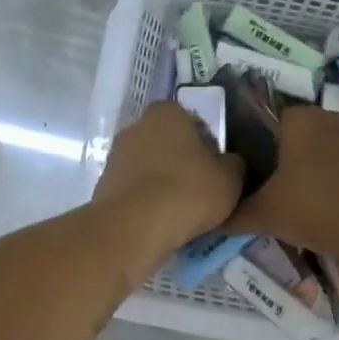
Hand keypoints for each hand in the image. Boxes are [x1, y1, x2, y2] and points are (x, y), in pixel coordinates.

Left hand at [92, 101, 245, 257]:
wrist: (134, 227)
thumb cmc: (187, 191)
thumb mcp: (230, 178)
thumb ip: (234, 164)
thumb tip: (229, 164)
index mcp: (167, 112)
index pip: (193, 122)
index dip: (208, 146)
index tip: (217, 170)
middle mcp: (137, 125)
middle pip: (169, 144)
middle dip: (183, 163)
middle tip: (202, 191)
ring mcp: (117, 155)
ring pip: (151, 167)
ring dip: (164, 184)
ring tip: (182, 213)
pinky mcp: (104, 185)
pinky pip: (136, 190)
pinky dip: (147, 202)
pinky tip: (161, 222)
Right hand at [227, 104, 338, 263]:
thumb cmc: (318, 209)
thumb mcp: (266, 215)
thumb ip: (236, 214)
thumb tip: (212, 219)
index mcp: (301, 120)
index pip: (272, 121)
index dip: (264, 148)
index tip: (260, 177)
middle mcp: (333, 118)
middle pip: (304, 136)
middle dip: (294, 161)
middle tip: (283, 195)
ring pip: (333, 151)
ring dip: (323, 172)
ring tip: (314, 208)